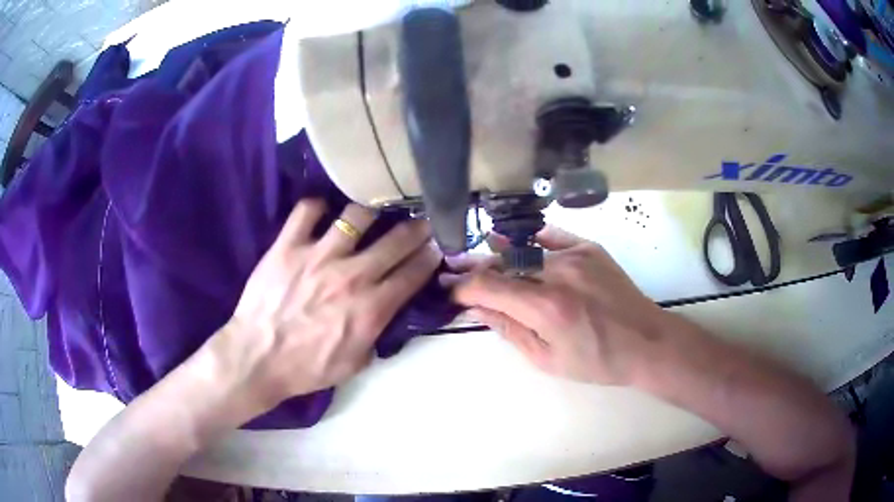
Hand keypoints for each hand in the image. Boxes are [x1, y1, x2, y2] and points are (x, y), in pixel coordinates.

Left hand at [214, 200, 441, 412]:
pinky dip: (317, 207)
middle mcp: (352, 274)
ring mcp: (318, 255)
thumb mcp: (355, 363)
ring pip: (357, 215)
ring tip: (369, 215)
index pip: (413, 273)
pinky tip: (321, 213)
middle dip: (417, 228)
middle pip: (397, 240)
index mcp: (371, 307)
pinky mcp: (288, 245)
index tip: (436, 246)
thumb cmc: (307, 367)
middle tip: (420, 222)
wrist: (257, 358)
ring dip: (370, 213)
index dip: (430, 257)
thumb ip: (378, 333)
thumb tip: (389, 310)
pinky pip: (307, 210)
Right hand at [449, 226, 668, 385]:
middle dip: (476, 268)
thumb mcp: (547, 359)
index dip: (463, 287)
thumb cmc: (597, 360)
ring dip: (501, 256)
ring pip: (524, 248)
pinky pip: (551, 236)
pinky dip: (531, 241)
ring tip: (485, 259)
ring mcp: (576, 254)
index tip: (452, 292)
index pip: (488, 286)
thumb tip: (477, 308)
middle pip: (503, 262)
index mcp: (546, 307)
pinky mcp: (589, 247)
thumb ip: (509, 329)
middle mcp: (558, 273)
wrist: (646, 341)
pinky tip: (520, 245)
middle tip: (458, 271)